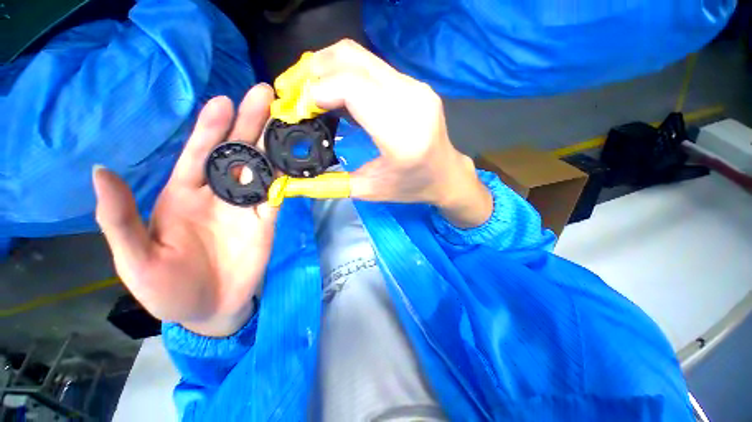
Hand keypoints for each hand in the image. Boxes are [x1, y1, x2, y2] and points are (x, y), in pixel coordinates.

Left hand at [94, 84, 276, 336]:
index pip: (200, 153)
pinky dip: (287, 177)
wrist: (209, 308)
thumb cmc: (167, 290)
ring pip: (263, 168)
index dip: (210, 127)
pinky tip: (296, 160)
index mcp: (184, 194)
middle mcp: (220, 192)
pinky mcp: (268, 219)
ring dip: (274, 145)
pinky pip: (279, 193)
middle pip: (238, 151)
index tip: (223, 101)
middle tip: (264, 94)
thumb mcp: (134, 259)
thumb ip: (120, 218)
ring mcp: (248, 205)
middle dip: (250, 123)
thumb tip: (101, 172)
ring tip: (287, 121)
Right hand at [306, 40, 492, 227]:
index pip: (351, 88)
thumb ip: (331, 183)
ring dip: (327, 68)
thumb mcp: (370, 190)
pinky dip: (346, 74)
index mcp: (402, 135)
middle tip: (293, 93)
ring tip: (310, 92)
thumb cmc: (412, 187)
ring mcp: (416, 87)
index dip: (316, 91)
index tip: (296, 108)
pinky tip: (337, 94)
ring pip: (360, 56)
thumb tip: (294, 179)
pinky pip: (372, 67)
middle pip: (351, 59)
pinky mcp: (415, 84)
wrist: (447, 175)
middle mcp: (411, 101)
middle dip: (313, 71)